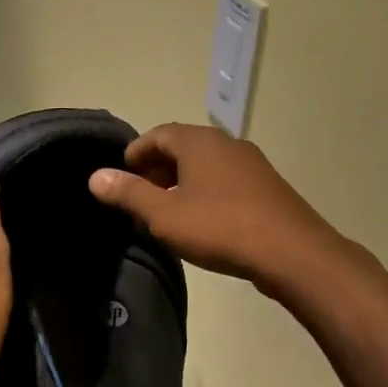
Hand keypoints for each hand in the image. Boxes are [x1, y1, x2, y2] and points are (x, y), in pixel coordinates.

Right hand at [88, 123, 354, 292]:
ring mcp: (251, 164)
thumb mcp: (164, 215)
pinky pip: (225, 181)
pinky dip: (204, 192)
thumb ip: (129, 194)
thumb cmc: (219, 228)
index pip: (158, 134)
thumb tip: (96, 177)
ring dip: (180, 182)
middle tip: (138, 196)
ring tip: (165, 212)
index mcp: (199, 142)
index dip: (135, 153)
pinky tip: (200, 221)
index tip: (120, 177)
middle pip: (182, 147)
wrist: (291, 252)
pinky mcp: (266, 188)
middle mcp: (226, 143)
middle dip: (156, 168)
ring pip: (205, 165)